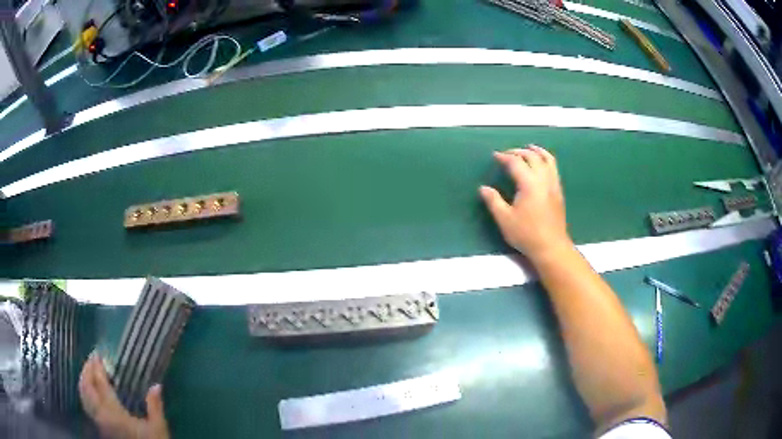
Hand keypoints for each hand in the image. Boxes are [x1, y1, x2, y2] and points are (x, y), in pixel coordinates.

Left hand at [79, 353, 169, 438]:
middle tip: (91, 359)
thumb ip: (155, 407)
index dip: (97, 367)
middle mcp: (102, 415)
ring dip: (83, 381)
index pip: (101, 383)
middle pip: (87, 388)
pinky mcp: (100, 429)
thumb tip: (157, 385)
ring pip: (84, 397)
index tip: (97, 354)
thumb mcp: (158, 428)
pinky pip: (87, 406)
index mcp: (114, 412)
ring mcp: (99, 423)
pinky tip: (90, 393)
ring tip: (88, 373)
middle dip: (87, 371)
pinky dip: (85, 394)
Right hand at [480, 145, 572, 261]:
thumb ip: (494, 201)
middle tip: (507, 154)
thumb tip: (484, 188)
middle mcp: (544, 179)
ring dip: (537, 151)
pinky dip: (546, 160)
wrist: (551, 247)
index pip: (516, 163)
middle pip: (532, 157)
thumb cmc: (527, 234)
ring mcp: (554, 185)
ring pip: (547, 159)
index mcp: (529, 184)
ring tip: (529, 148)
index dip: (504, 157)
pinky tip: (541, 165)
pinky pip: (554, 168)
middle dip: (519, 152)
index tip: (495, 156)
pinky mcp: (559, 192)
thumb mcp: (505, 219)